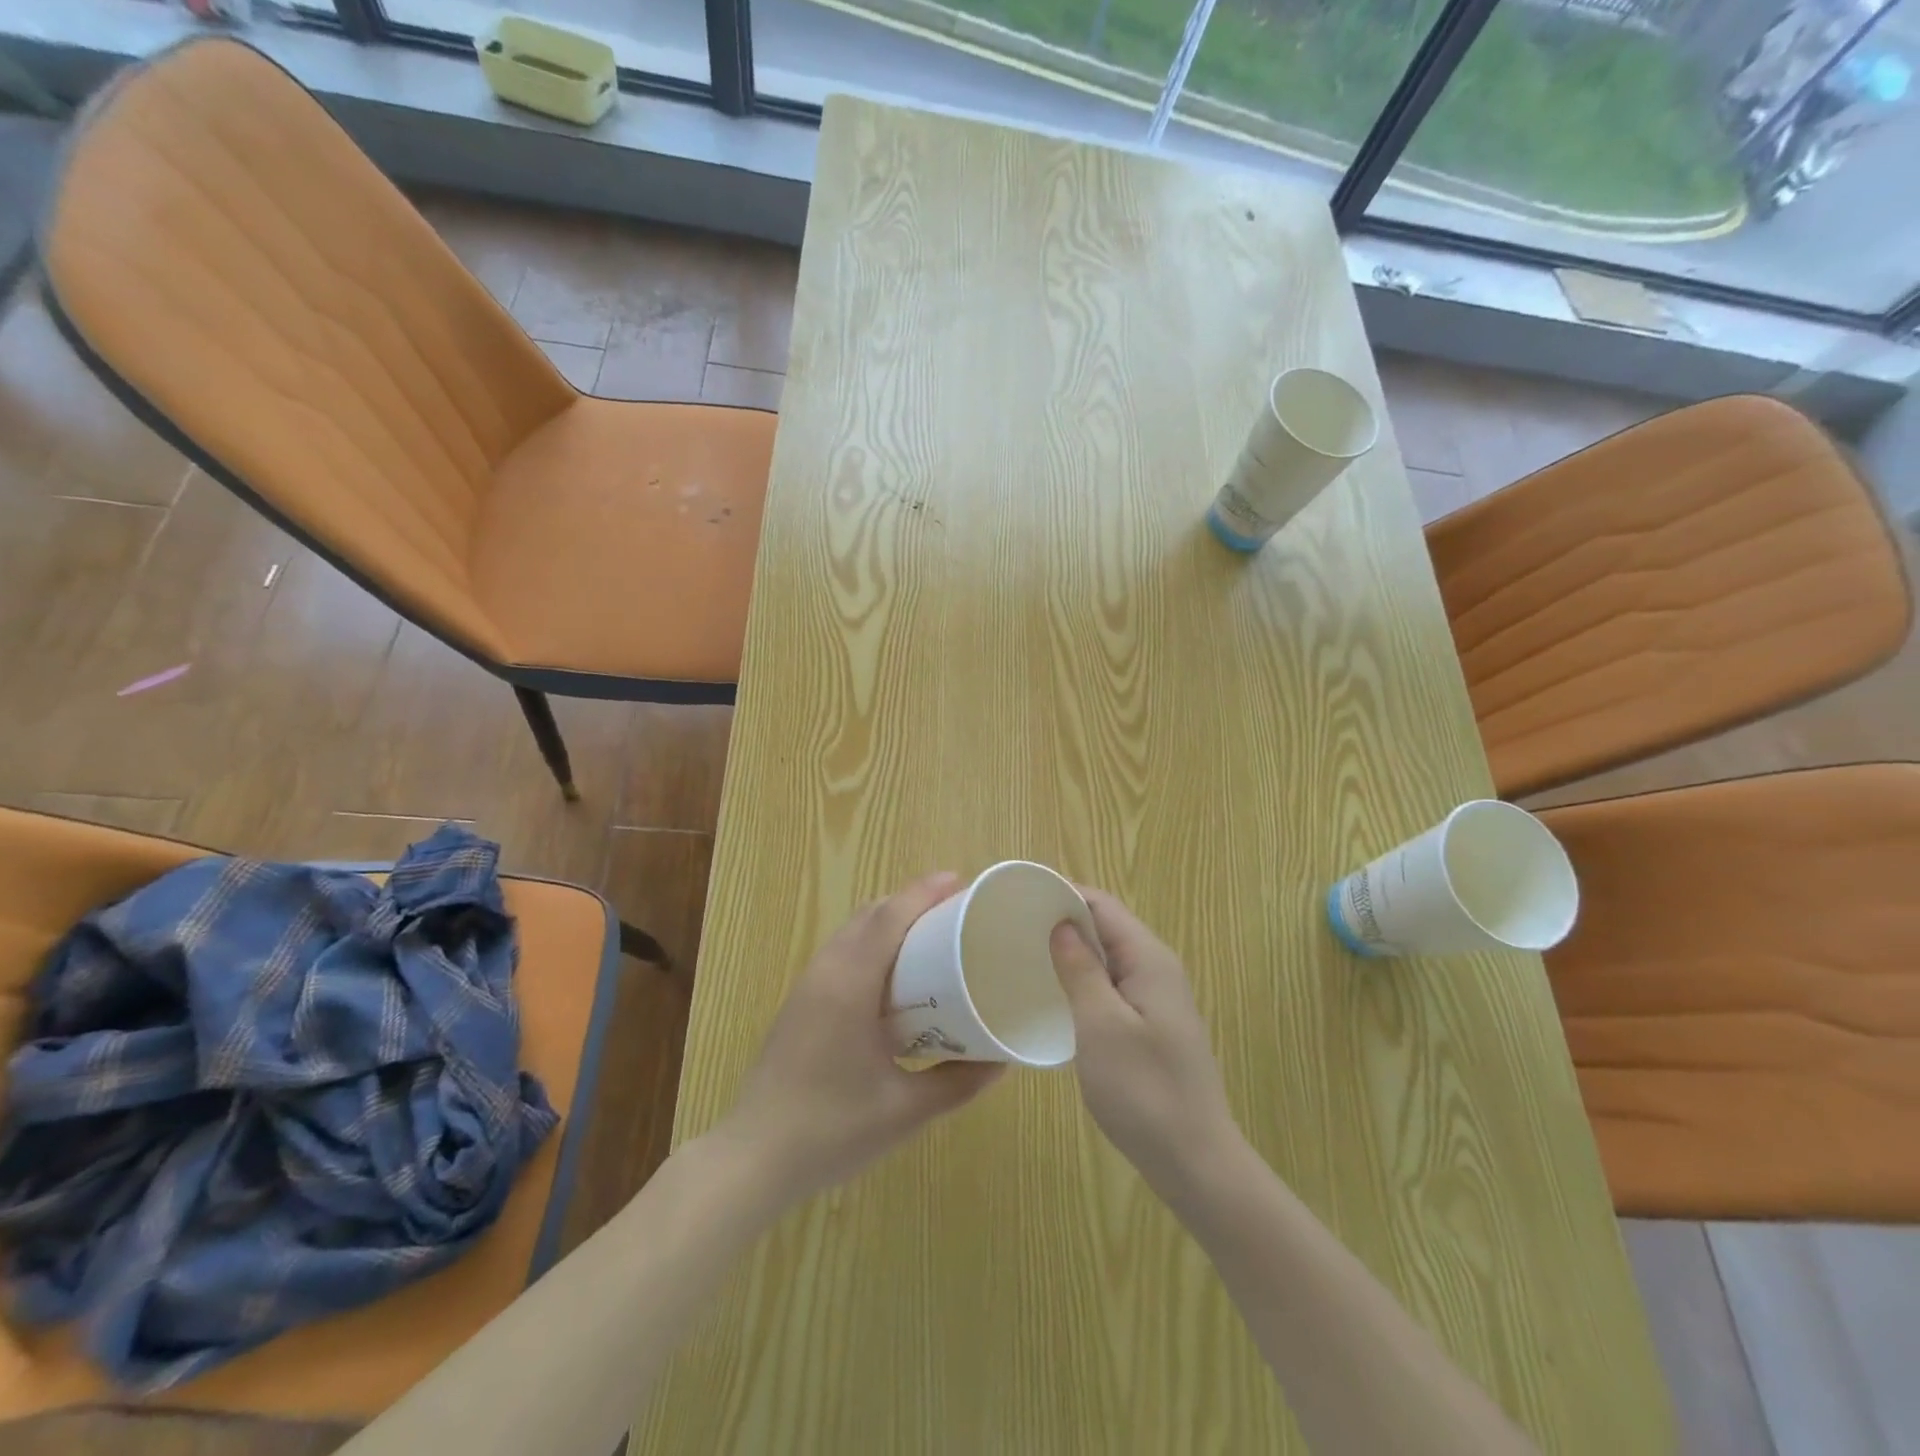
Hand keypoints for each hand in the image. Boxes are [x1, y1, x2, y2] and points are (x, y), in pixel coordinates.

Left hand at [716, 872, 1004, 1204]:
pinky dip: (871, 940)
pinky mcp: (800, 1003)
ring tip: (929, 930)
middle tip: (954, 907)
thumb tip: (1000, 1060)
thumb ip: (957, 1084)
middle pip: (870, 914)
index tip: (960, 881)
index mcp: (850, 985)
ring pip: (852, 930)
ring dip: (888, 918)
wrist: (753, 1158)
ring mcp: (807, 986)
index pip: (889, 918)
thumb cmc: (831, 1131)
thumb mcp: (905, 1111)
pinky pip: (840, 951)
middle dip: (911, 900)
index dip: (924, 892)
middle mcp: (825, 972)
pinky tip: (892, 970)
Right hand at [1050, 889, 1241, 1203]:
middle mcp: (1157, 969)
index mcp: (1149, 959)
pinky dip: (1084, 979)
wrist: (1196, 1162)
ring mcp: (1158, 999)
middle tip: (1014, 926)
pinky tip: (1057, 995)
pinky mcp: (1152, 1025)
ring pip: (1109, 957)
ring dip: (1072, 951)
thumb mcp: (1101, 1025)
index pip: (1103, 905)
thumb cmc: (1144, 1090)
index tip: (1019, 897)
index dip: (1063, 893)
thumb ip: (1080, 970)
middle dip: (1064, 919)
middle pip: (1107, 926)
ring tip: (1026, 954)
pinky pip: (1113, 985)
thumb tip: (1061, 924)